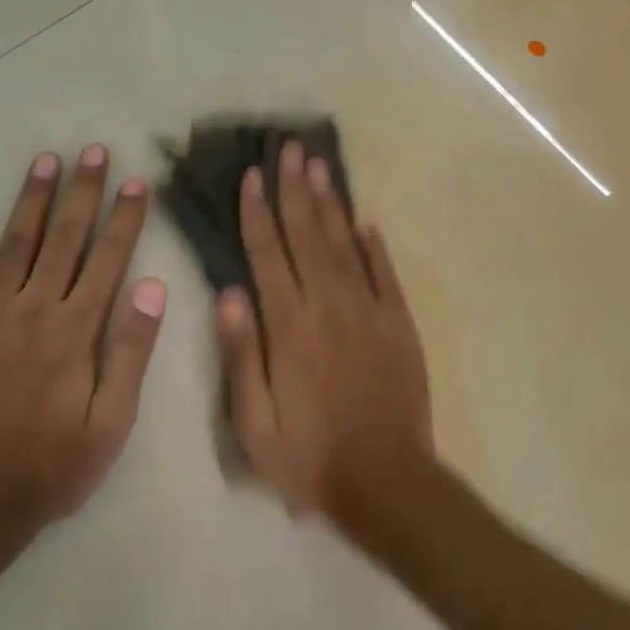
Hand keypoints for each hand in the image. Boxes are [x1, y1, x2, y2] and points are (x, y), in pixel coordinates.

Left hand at [0, 146, 166, 538]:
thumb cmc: (52, 466)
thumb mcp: (111, 421)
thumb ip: (131, 351)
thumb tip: (152, 287)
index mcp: (75, 331)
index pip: (107, 260)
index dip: (124, 218)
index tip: (136, 182)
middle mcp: (31, 311)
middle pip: (63, 240)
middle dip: (82, 193)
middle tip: (94, 151)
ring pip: (13, 245)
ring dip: (32, 200)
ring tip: (46, 161)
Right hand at [216, 139, 433, 517]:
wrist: (386, 481)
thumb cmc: (309, 458)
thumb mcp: (254, 423)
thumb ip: (241, 355)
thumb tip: (230, 294)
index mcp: (289, 328)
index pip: (267, 256)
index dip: (257, 214)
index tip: (251, 176)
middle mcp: (328, 307)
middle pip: (306, 236)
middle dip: (294, 190)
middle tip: (287, 148)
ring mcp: (369, 312)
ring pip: (343, 245)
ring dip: (329, 204)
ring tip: (317, 165)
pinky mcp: (399, 326)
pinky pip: (384, 274)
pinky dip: (373, 245)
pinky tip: (363, 220)